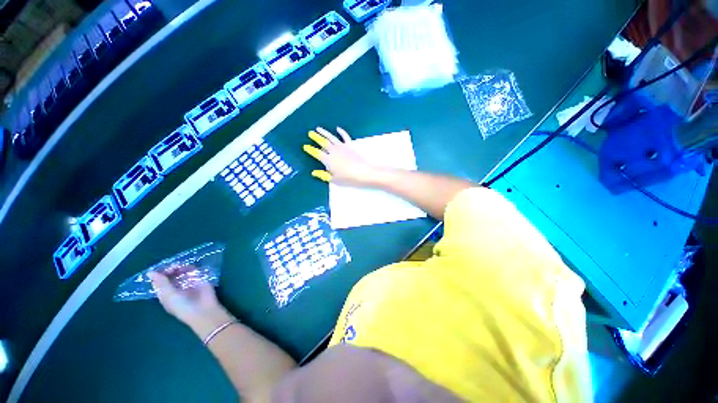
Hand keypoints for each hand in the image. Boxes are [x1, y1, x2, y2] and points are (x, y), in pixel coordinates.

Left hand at [149, 269, 232, 337]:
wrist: (203, 309)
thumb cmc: (182, 306)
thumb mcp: (169, 295)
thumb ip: (161, 283)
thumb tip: (149, 272)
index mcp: (166, 294)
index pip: (160, 282)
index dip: (159, 274)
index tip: (162, 267)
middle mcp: (176, 288)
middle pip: (171, 276)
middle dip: (171, 270)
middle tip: (175, 266)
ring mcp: (188, 284)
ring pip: (182, 272)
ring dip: (182, 268)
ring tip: (183, 266)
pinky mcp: (200, 280)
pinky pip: (195, 272)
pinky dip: (192, 268)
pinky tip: (191, 267)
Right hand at [303, 127, 381, 185]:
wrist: (363, 172)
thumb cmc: (348, 178)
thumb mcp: (334, 180)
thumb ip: (324, 175)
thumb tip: (314, 173)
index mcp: (328, 160)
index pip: (317, 153)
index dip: (311, 150)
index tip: (305, 146)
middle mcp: (333, 151)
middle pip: (323, 143)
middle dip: (316, 138)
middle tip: (310, 133)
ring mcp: (342, 147)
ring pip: (331, 137)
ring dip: (324, 132)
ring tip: (318, 128)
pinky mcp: (350, 145)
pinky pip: (345, 136)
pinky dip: (341, 131)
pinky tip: (337, 128)